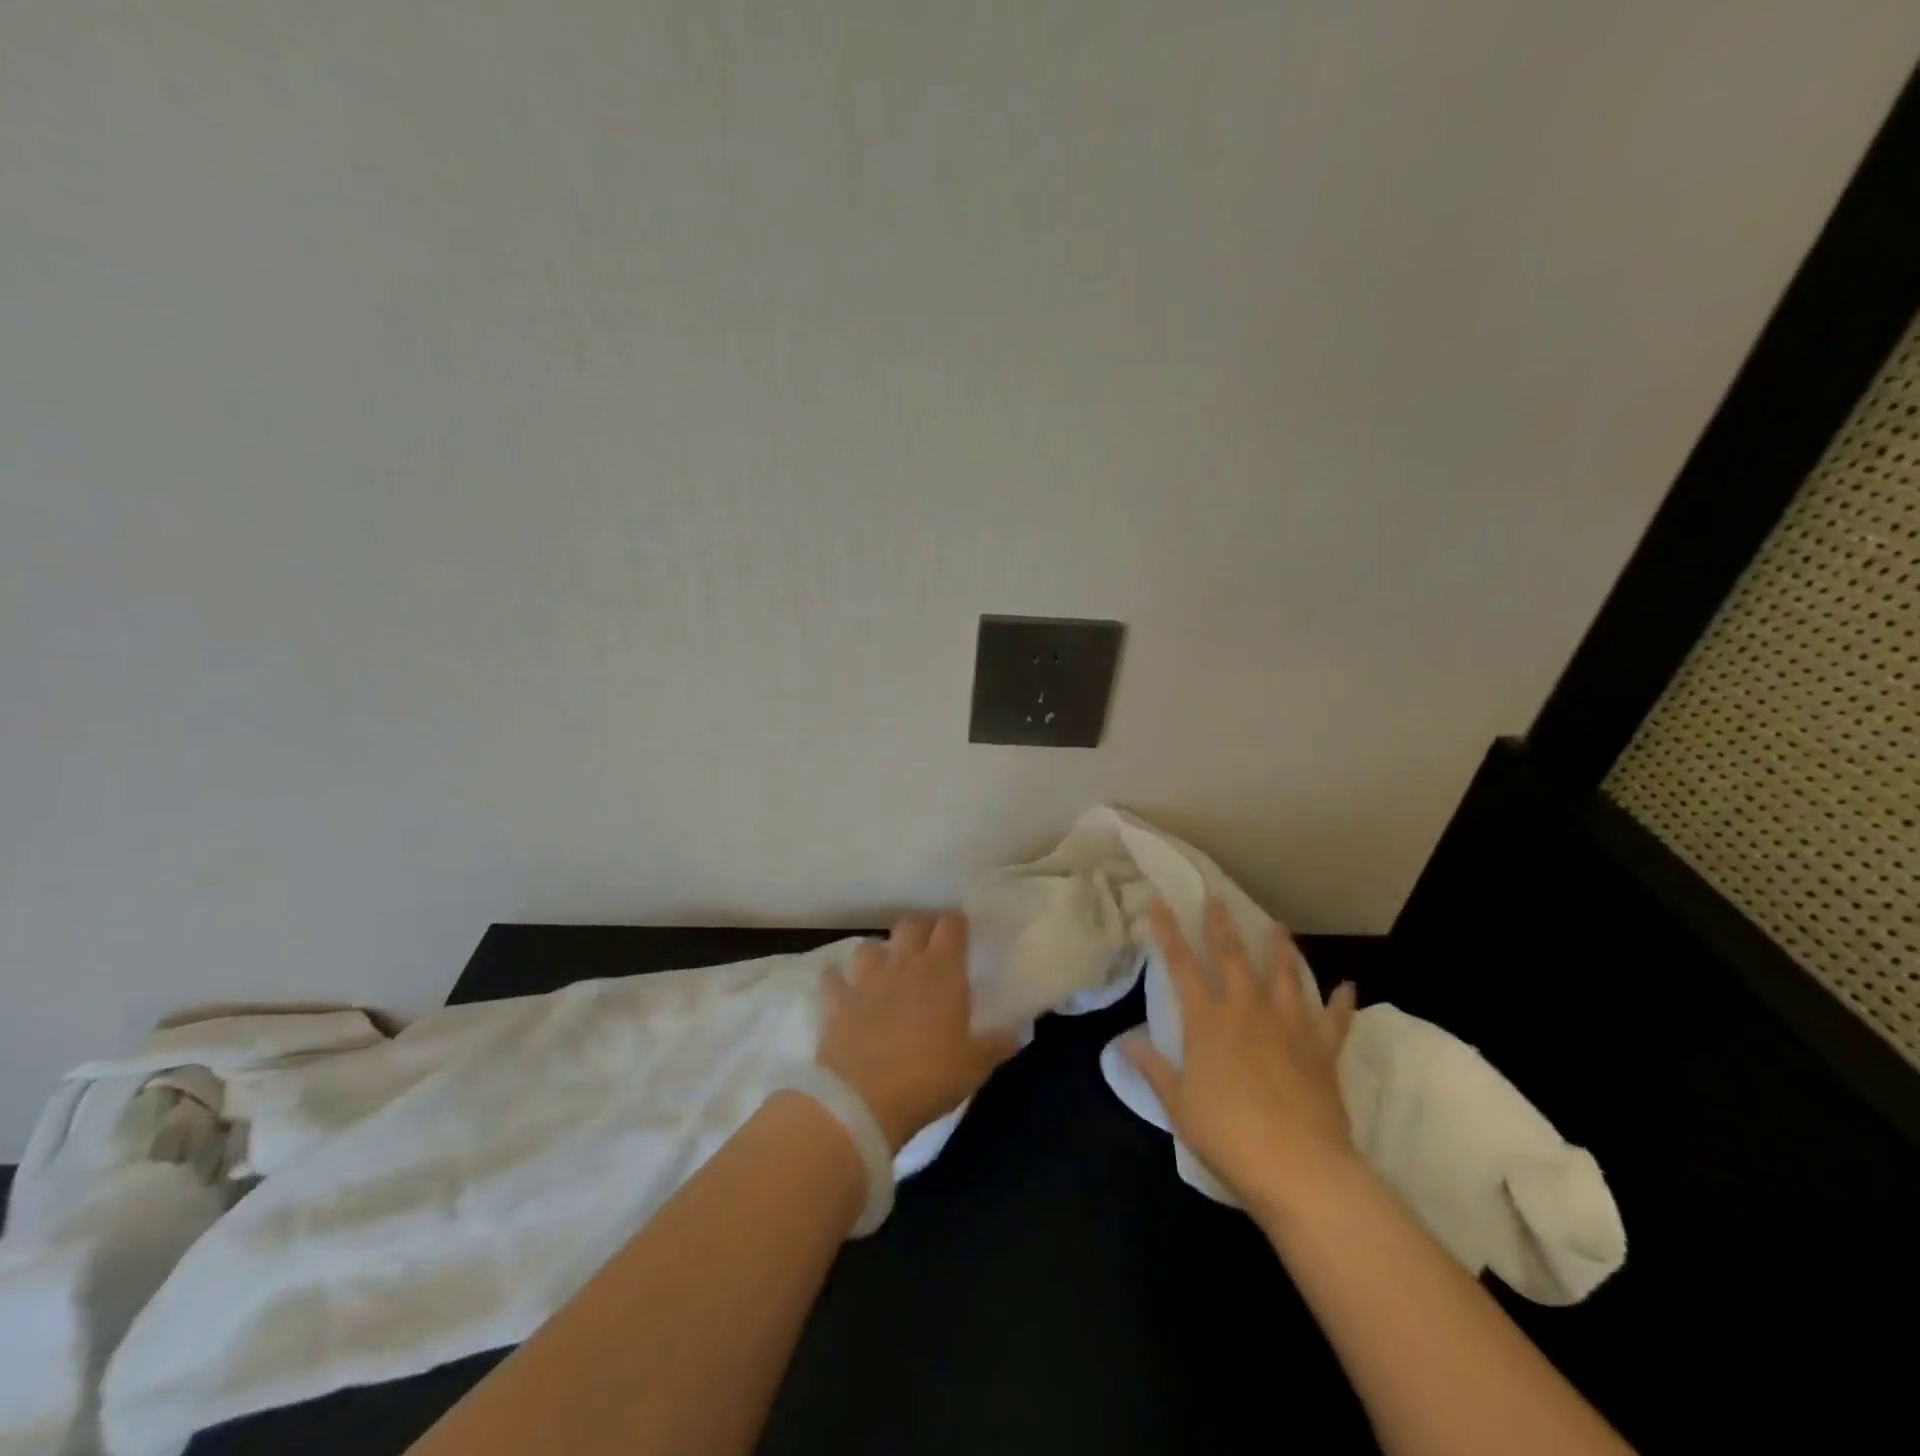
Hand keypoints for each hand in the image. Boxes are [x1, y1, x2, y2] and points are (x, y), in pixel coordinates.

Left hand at [816, 913, 1019, 1152]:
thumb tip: (1014, 1033)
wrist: (861, 1101)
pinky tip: (843, 992)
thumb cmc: (928, 1078)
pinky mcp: (835, 1001)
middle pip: (910, 924)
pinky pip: (832, 978)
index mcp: (942, 971)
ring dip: (879, 954)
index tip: (961, 936)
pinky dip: (837, 981)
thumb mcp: (974, 1066)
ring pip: (869, 945)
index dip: (956, 925)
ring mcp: (865, 979)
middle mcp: (903, 963)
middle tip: (927, 951)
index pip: (951, 925)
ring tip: (885, 971)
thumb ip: (996, 1044)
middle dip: (920, 931)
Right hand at [1126, 897, 1361, 1225]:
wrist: (1297, 1166)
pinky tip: (1347, 986)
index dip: (1168, 932)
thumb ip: (1153, 1068)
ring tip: (1278, 926)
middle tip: (1217, 896)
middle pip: (1232, 958)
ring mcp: (1288, 1027)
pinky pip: (1334, 1020)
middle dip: (1221, 925)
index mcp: (1207, 1022)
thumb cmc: (1226, 1134)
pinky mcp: (1322, 1051)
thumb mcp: (1178, 1104)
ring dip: (1280, 949)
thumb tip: (1122, 1042)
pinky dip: (1340, 1002)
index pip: (1181, 966)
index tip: (1159, 902)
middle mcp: (1246, 1012)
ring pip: (1284, 976)